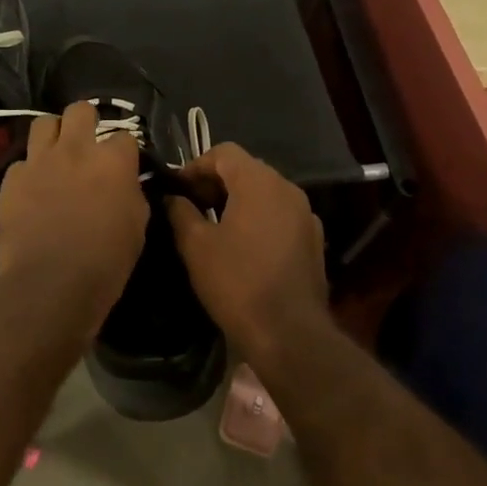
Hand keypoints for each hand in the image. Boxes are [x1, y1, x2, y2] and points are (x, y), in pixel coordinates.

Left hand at [0, 101, 148, 322]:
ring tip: (55, 154)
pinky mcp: (11, 179)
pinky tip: (32, 189)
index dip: (124, 151)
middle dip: (86, 121)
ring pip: (43, 123)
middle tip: (87, 144)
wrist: (51, 284)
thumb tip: (125, 184)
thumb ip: (131, 194)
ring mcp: (39, 161)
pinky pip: (21, 162)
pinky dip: (29, 171)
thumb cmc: (106, 262)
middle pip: (80, 110)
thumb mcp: (136, 226)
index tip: (123, 166)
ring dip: (53, 135)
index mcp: (112, 161)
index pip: (125, 136)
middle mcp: (75, 150)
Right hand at [165, 143, 327, 358]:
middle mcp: (287, 189)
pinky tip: (243, 246)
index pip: (224, 152)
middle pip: (247, 169)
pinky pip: (280, 215)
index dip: (195, 166)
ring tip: (213, 225)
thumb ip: (180, 212)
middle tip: (191, 205)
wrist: (289, 333)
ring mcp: (305, 215)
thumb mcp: (196, 246)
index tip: (177, 189)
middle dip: (216, 182)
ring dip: (238, 200)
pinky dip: (258, 218)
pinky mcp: (313, 240)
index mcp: (259, 182)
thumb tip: (173, 198)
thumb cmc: (237, 282)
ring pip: (265, 192)